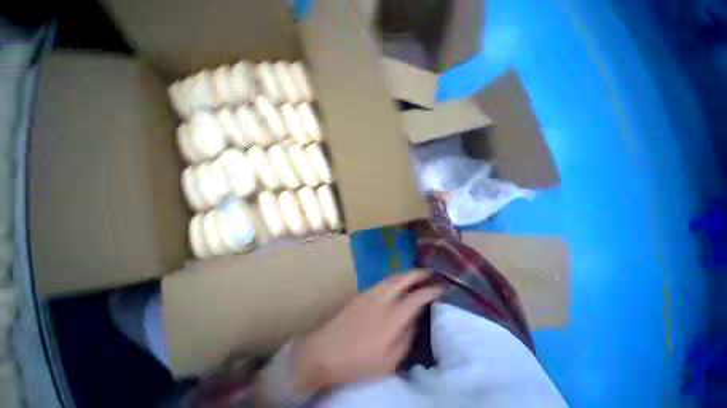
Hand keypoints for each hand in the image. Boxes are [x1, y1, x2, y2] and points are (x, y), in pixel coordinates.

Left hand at [291, 270, 442, 390]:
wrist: (325, 350)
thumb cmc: (358, 362)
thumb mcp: (389, 361)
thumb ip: (406, 338)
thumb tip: (415, 319)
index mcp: (393, 316)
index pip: (417, 297)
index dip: (432, 290)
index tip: (442, 287)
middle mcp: (383, 298)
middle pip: (404, 278)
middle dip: (419, 273)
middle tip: (430, 272)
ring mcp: (370, 292)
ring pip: (392, 276)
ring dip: (406, 273)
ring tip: (416, 275)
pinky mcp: (362, 293)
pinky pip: (383, 281)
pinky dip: (395, 278)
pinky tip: (397, 283)